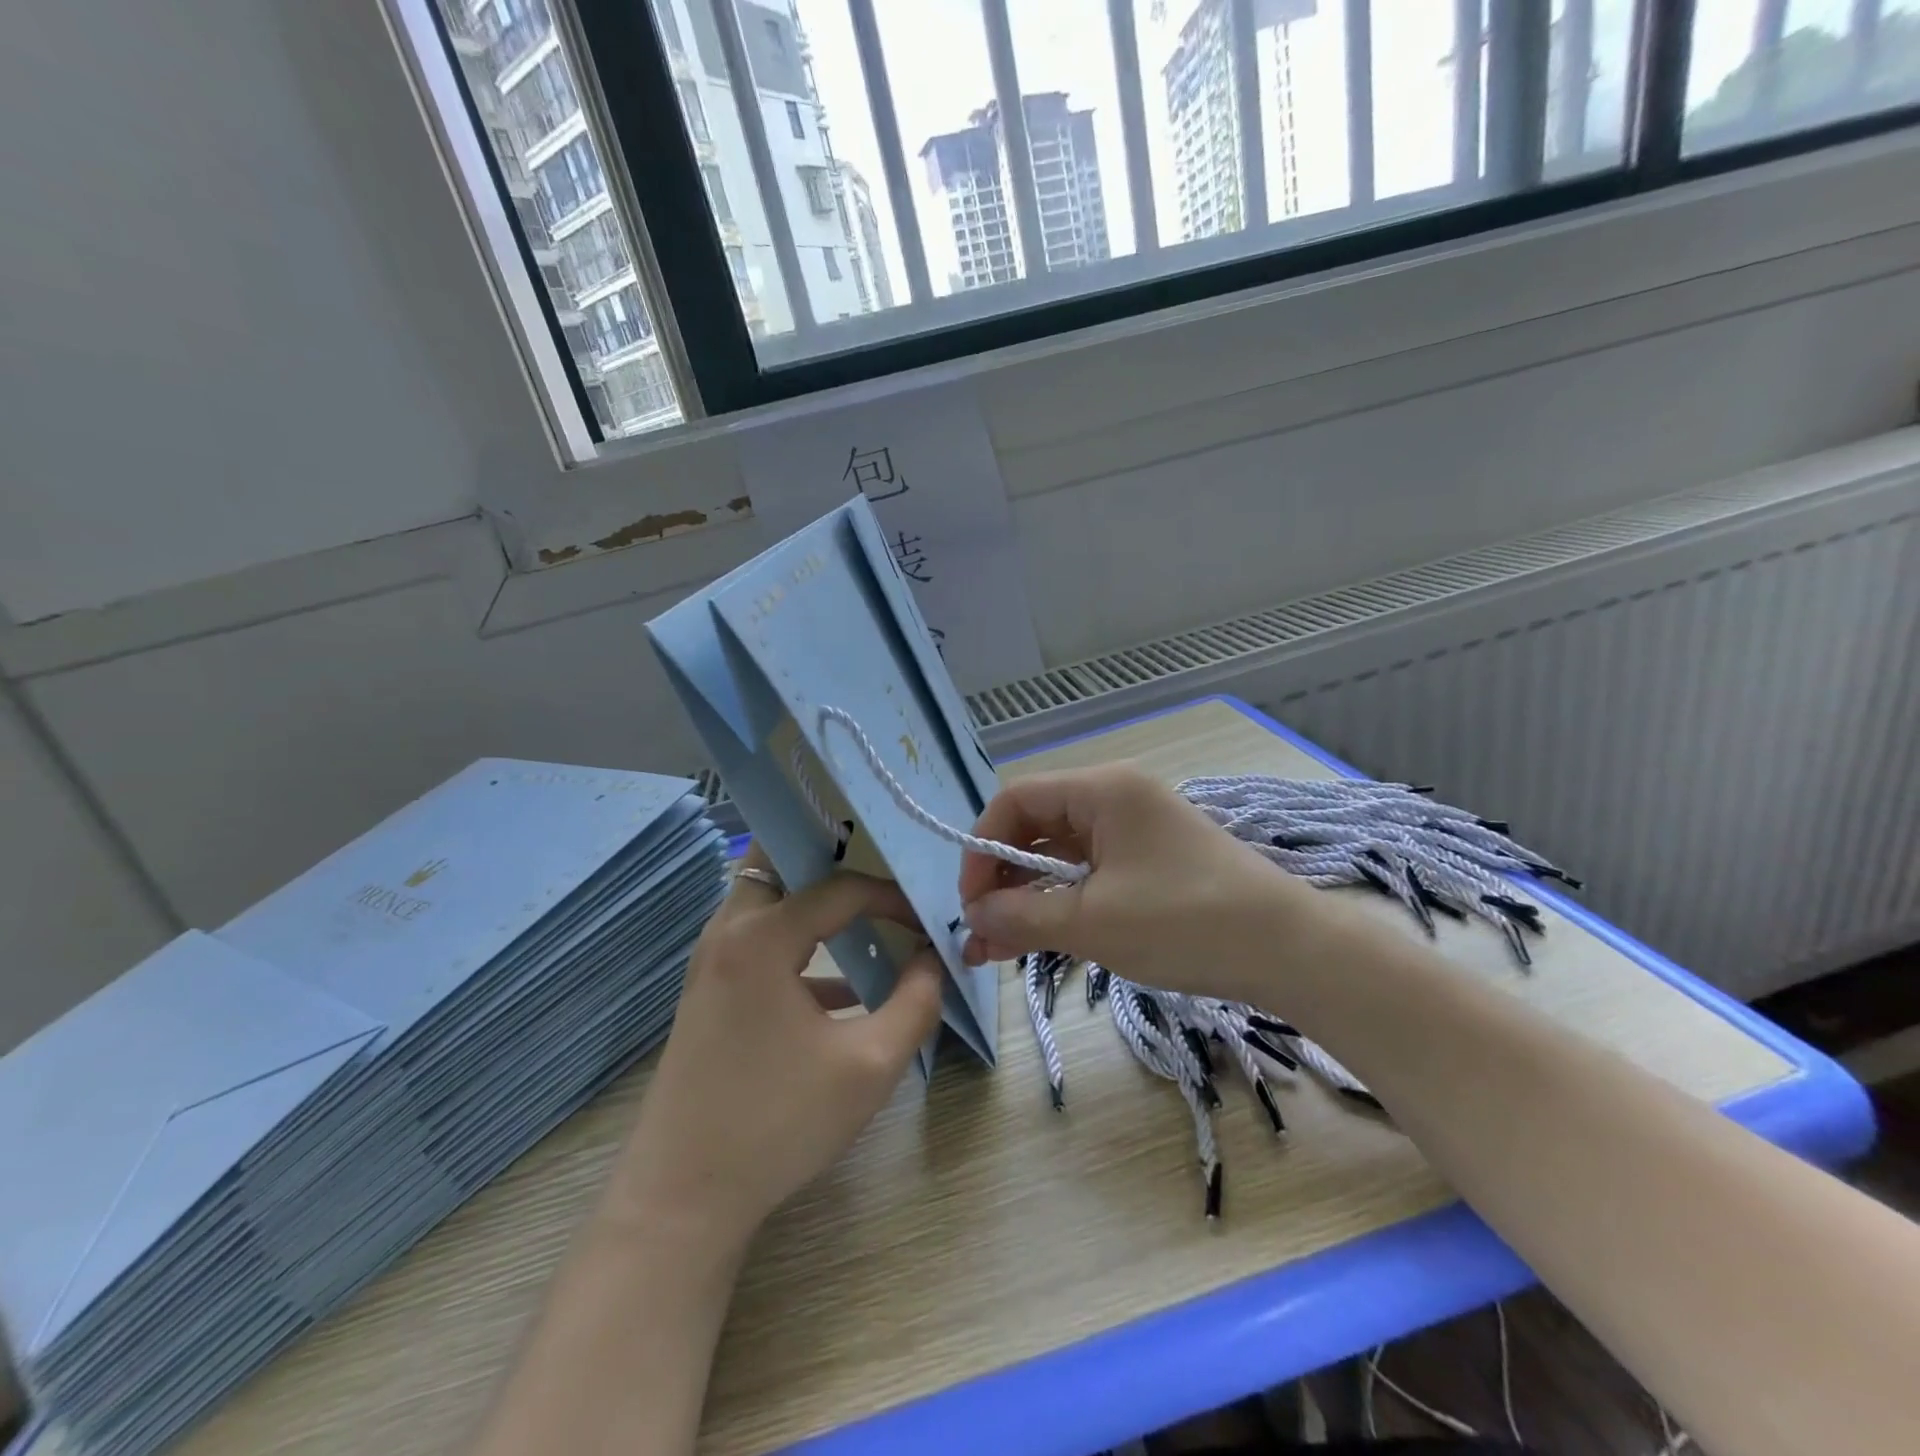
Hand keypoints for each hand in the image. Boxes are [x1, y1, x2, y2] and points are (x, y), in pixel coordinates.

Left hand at [604, 845, 944, 1252]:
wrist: (682, 1198)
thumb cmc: (778, 1124)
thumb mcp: (870, 1065)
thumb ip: (916, 1002)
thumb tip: (932, 959)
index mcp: (761, 936)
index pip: (840, 888)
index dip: (891, 898)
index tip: (927, 921)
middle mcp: (728, 932)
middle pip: (778, 862)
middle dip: (830, 859)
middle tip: (878, 873)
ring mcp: (711, 962)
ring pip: (766, 900)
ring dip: (814, 902)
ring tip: (868, 915)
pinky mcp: (709, 993)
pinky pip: (759, 942)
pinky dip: (799, 944)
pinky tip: (845, 989)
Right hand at [958, 763, 1309, 999]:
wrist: (1289, 951)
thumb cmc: (1186, 922)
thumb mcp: (1093, 923)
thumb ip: (1022, 915)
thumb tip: (971, 916)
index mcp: (1101, 791)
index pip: (1016, 800)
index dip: (981, 847)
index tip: (969, 902)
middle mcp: (1113, 799)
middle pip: (1035, 828)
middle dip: (1000, 880)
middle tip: (978, 932)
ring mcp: (1133, 832)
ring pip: (1059, 857)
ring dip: (1026, 898)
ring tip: (995, 949)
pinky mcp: (1148, 863)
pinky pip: (1087, 876)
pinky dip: (1060, 905)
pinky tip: (1035, 940)